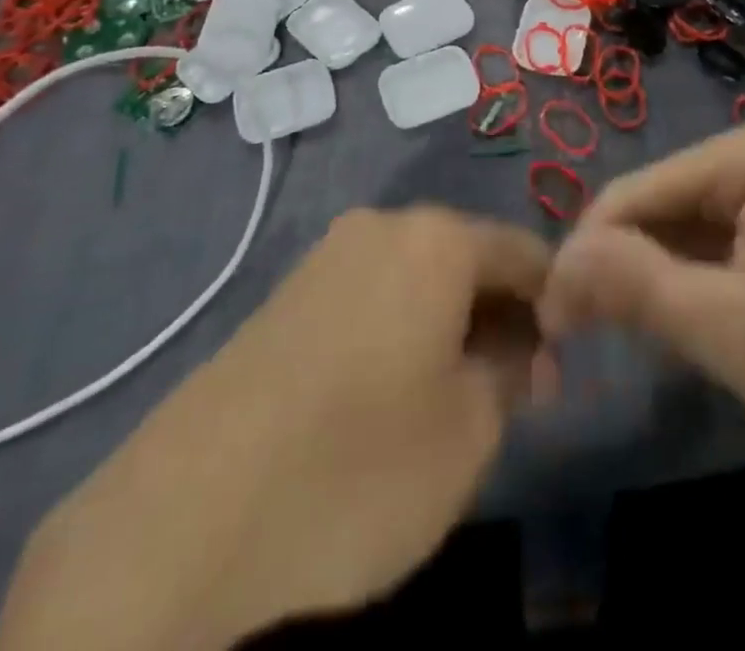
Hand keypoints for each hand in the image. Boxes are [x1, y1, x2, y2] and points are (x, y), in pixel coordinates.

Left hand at [0, 207, 550, 650]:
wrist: (184, 518)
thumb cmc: (357, 466)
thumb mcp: (468, 431)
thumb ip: (511, 374)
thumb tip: (520, 350)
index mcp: (436, 238)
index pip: (524, 253)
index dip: (555, 305)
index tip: (560, 367)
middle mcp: (382, 226)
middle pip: (468, 259)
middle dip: (501, 318)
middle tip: (513, 394)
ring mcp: (327, 256)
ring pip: (417, 278)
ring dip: (451, 326)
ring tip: (453, 400)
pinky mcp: (286, 294)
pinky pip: (370, 296)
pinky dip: (400, 331)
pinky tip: (389, 396)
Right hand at [538, 124, 744, 508]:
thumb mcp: (730, 331)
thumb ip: (637, 286)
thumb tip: (557, 261)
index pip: (633, 192)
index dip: (585, 252)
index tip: (554, 320)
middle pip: (652, 209)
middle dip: (614, 268)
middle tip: (577, 338)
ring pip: (672, 233)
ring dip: (642, 282)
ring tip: (618, 338)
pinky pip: (702, 252)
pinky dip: (677, 290)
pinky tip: (670, 329)